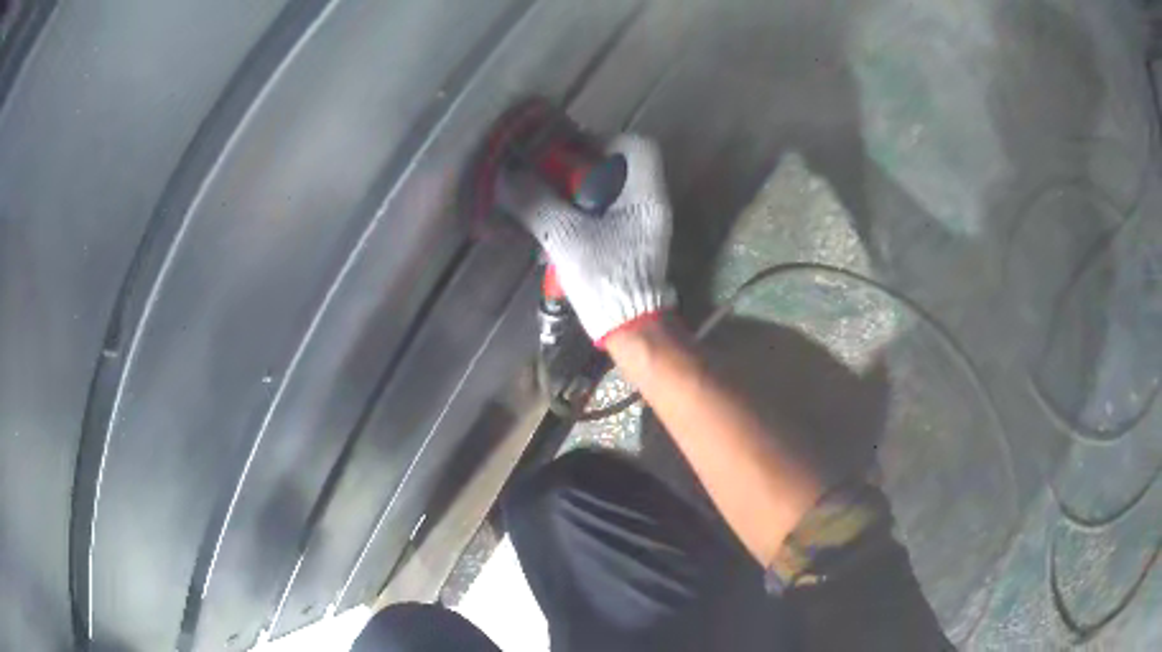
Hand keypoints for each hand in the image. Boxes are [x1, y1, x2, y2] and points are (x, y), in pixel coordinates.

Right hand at [505, 134, 673, 344]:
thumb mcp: (566, 237)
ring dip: (583, 191)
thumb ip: (537, 203)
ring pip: (614, 191)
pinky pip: (612, 212)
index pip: (638, 147)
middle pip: (622, 167)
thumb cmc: (606, 278)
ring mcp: (645, 224)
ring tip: (554, 202)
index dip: (606, 141)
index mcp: (645, 195)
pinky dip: (587, 211)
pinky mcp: (635, 241)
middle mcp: (651, 204)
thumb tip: (509, 177)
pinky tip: (563, 225)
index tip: (575, 152)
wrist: (630, 325)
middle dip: (586, 168)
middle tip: (556, 177)